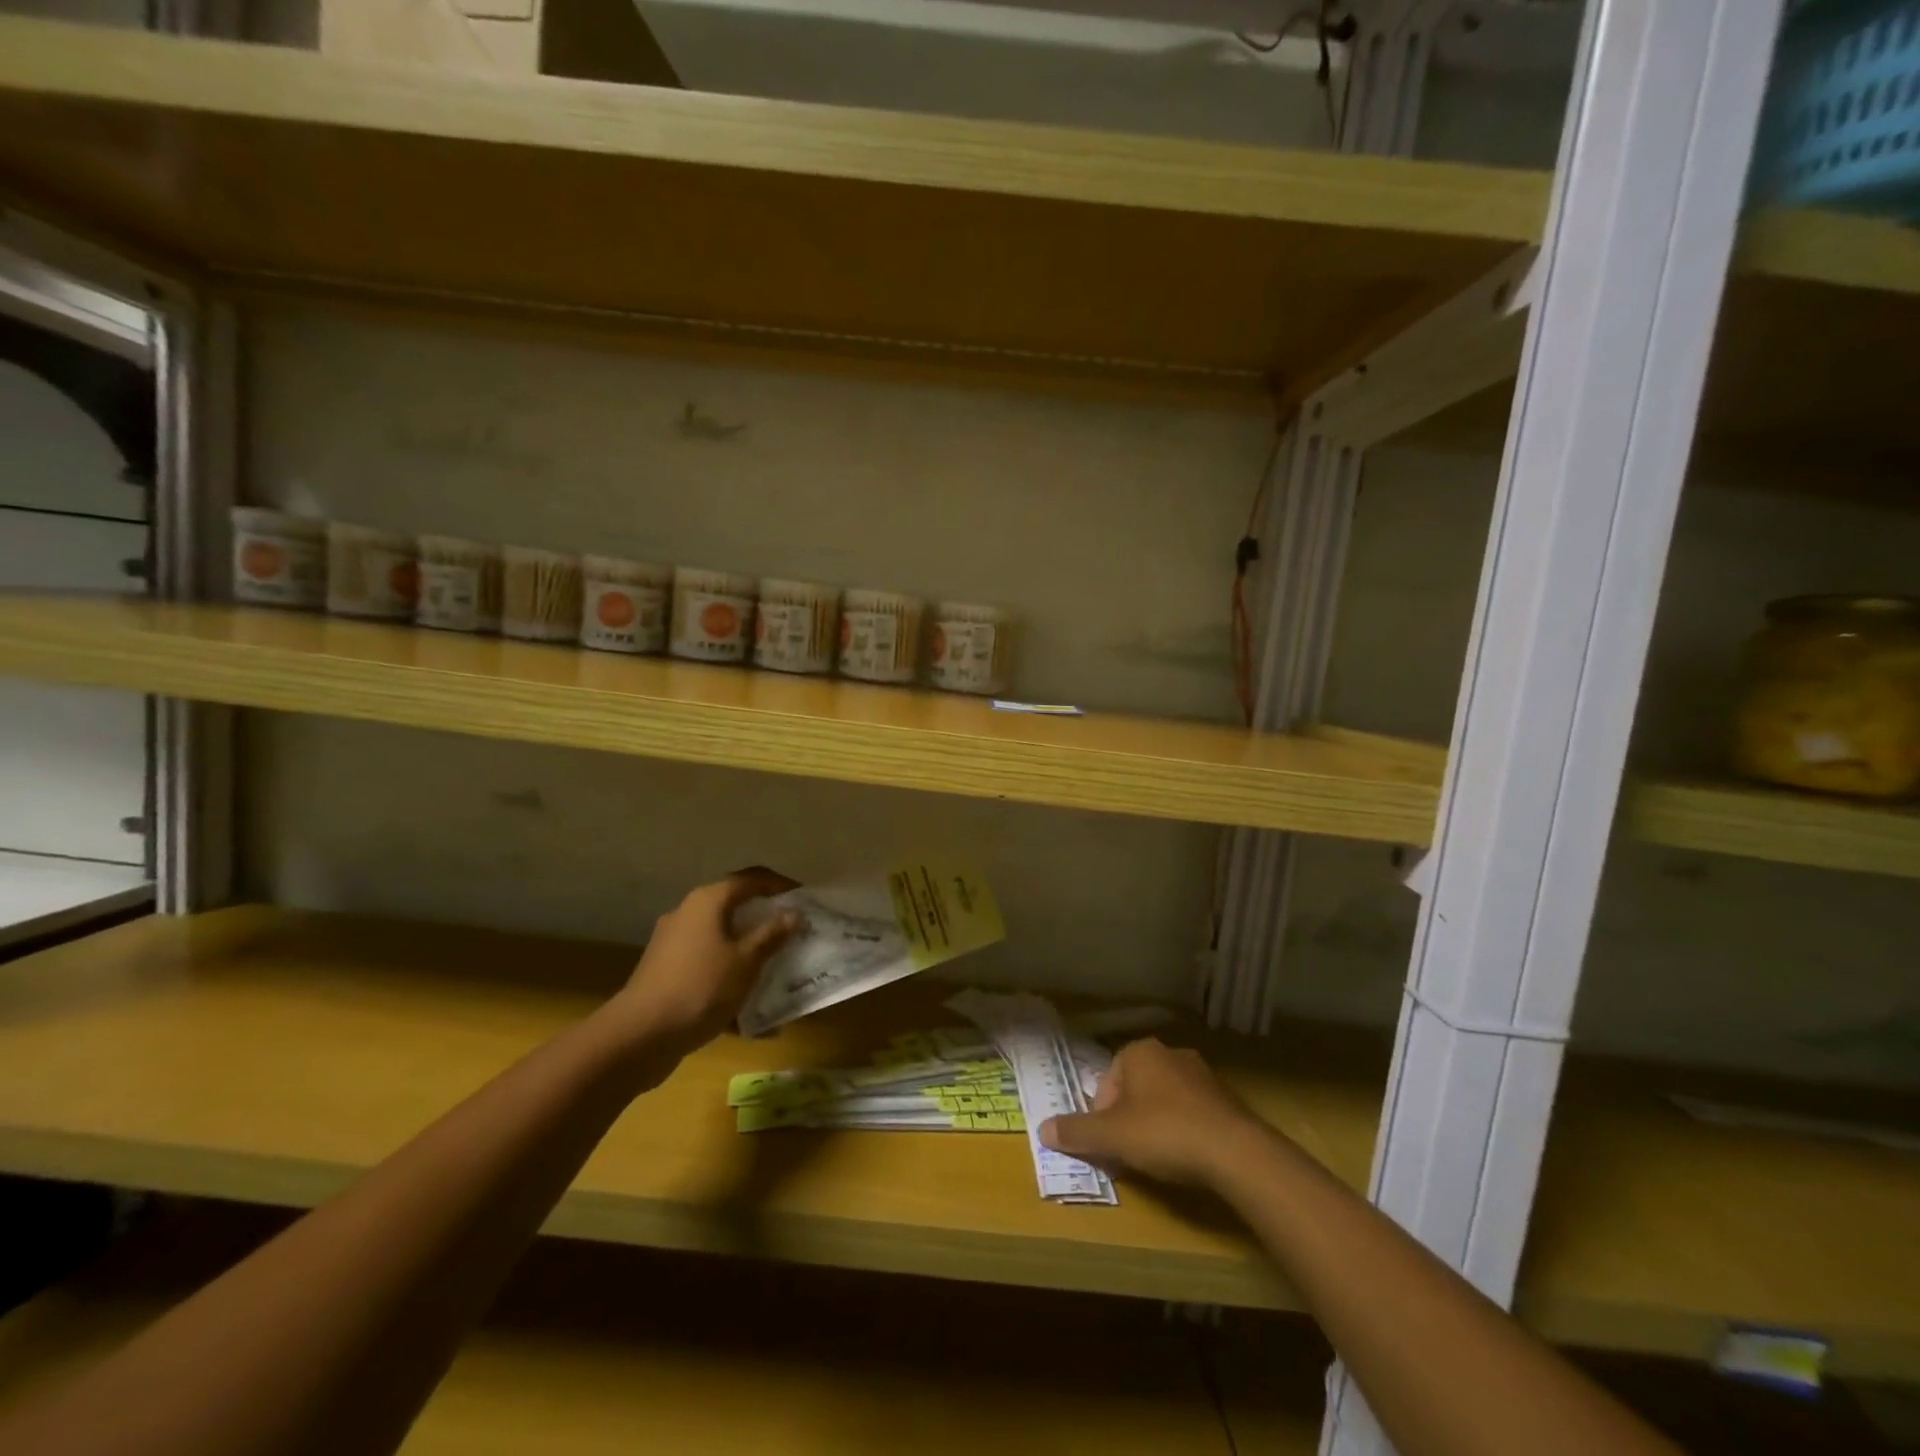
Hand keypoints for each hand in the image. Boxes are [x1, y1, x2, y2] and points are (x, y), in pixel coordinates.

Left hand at [615, 868, 799, 1051]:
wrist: (640, 1036)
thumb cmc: (701, 987)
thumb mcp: (746, 961)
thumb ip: (772, 934)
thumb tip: (793, 913)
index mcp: (708, 901)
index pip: (752, 879)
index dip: (781, 885)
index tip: (806, 899)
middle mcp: (687, 913)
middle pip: (734, 906)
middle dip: (765, 919)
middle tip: (793, 933)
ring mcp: (673, 943)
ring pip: (721, 938)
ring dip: (748, 950)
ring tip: (775, 969)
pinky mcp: (666, 971)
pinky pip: (707, 965)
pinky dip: (729, 976)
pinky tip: (748, 1011)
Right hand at [1039, 1038, 1266, 1188]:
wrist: (1235, 1151)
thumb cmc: (1165, 1133)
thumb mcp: (1113, 1136)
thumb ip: (1077, 1132)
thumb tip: (1043, 1129)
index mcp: (1140, 1052)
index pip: (1107, 1081)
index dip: (1101, 1115)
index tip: (1108, 1144)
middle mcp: (1170, 1053)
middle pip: (1134, 1089)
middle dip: (1127, 1120)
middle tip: (1128, 1153)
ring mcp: (1201, 1074)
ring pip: (1164, 1100)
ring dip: (1155, 1125)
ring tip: (1158, 1159)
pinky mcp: (1225, 1099)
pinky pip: (1192, 1112)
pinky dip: (1183, 1131)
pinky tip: (1187, 1158)